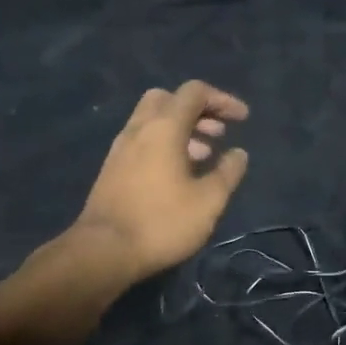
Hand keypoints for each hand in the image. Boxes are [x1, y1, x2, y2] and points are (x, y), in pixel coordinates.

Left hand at [75, 81, 249, 281]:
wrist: (103, 252)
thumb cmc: (162, 222)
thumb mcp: (208, 201)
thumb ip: (228, 172)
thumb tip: (238, 153)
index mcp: (164, 127)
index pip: (195, 92)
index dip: (223, 100)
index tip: (242, 119)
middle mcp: (139, 128)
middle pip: (169, 99)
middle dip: (197, 110)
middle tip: (218, 133)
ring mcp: (121, 148)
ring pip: (153, 120)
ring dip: (182, 129)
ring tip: (204, 156)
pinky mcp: (112, 168)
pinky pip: (142, 141)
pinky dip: (164, 144)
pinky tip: (178, 174)